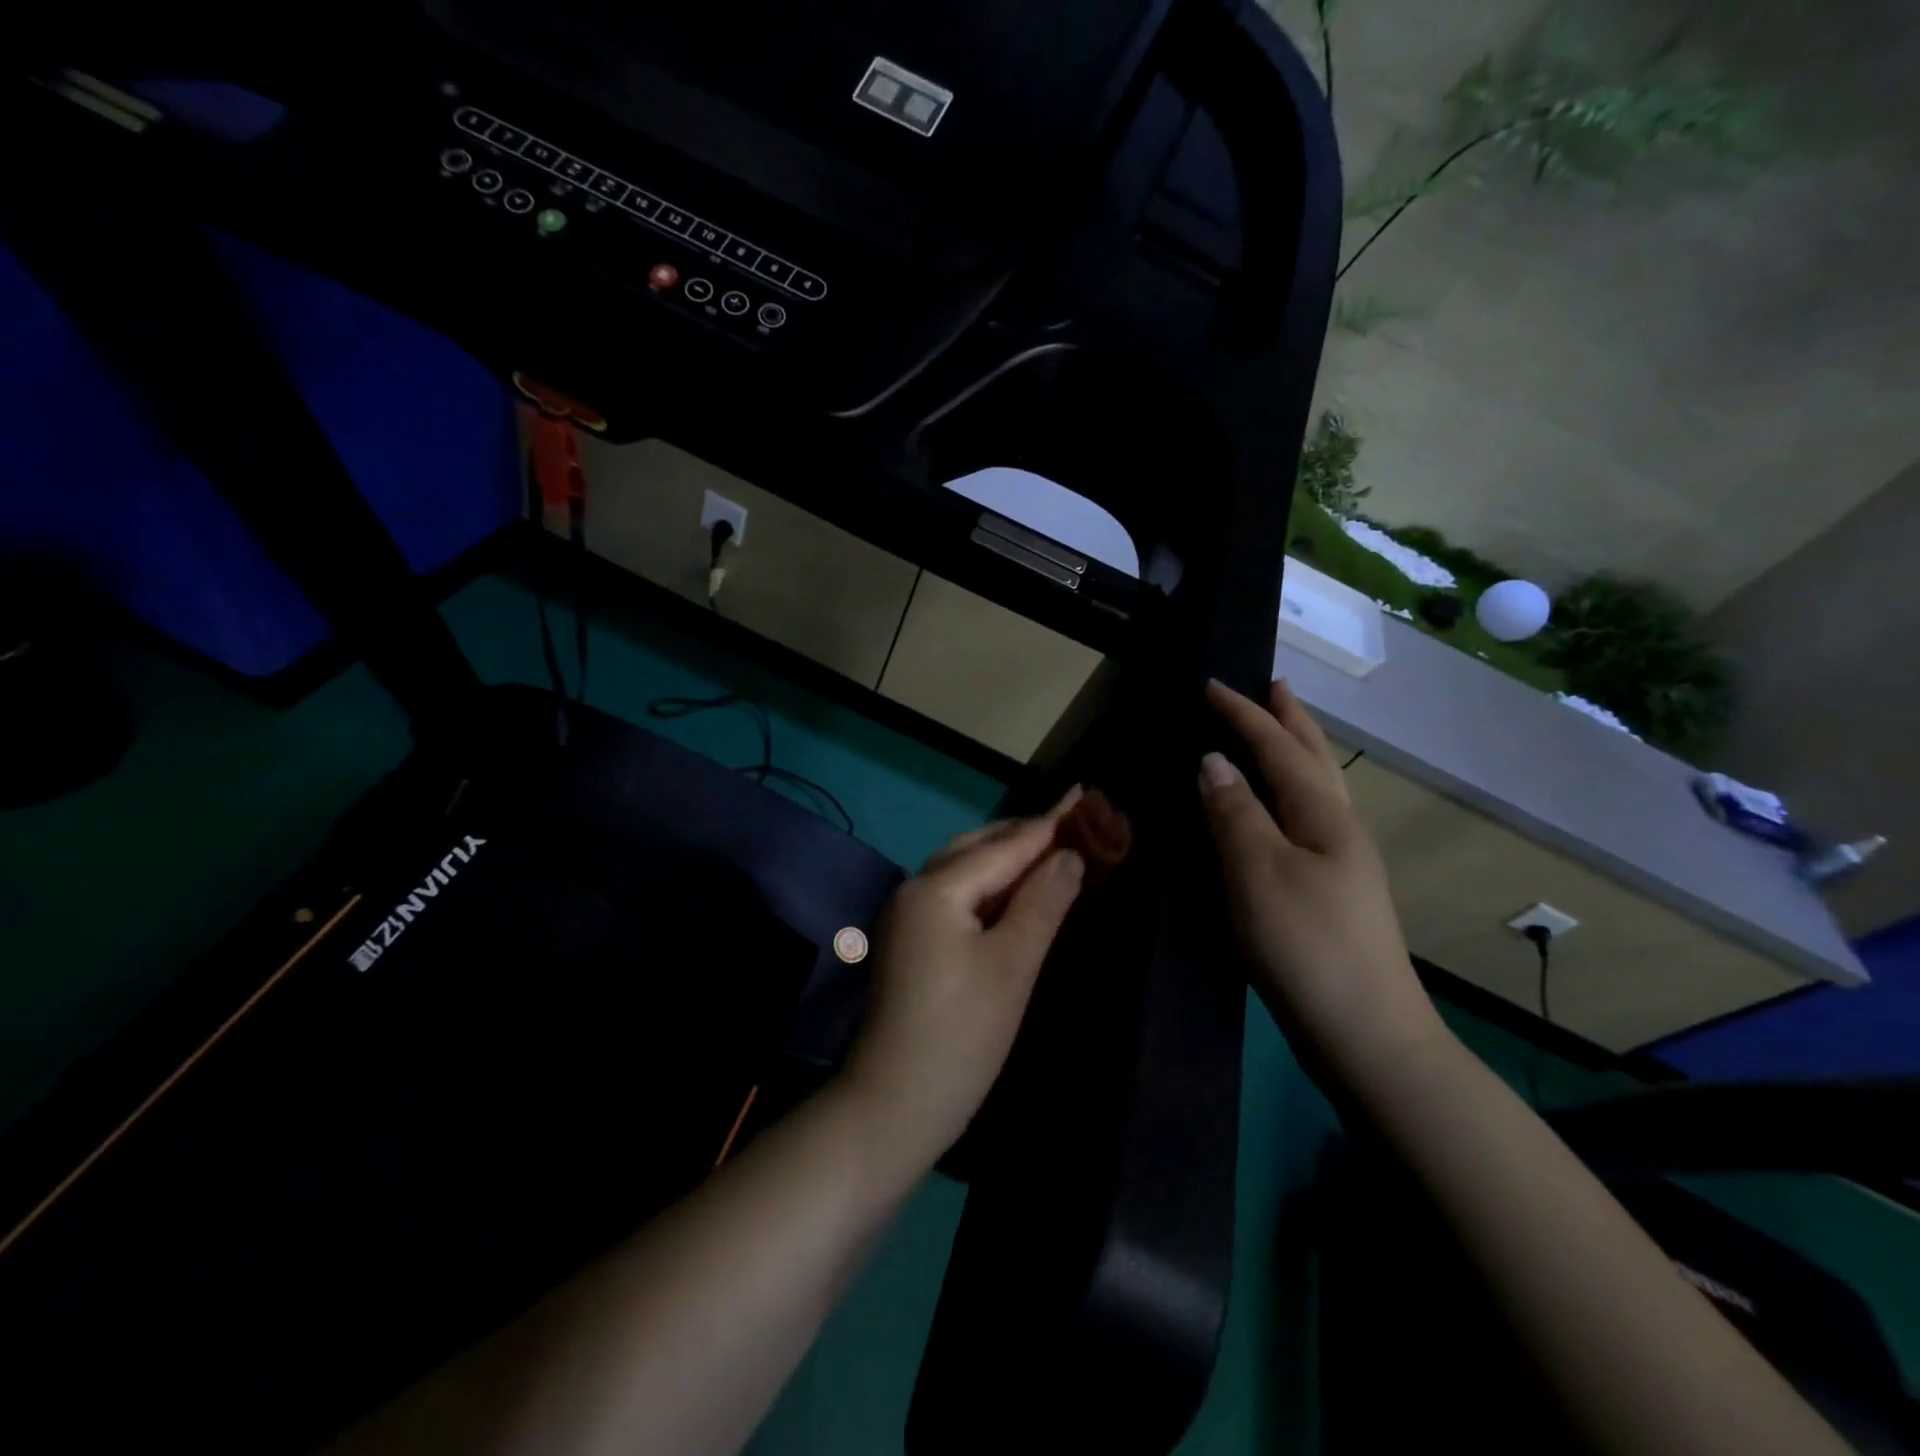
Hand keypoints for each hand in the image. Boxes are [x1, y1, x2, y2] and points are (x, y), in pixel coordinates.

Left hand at [838, 792, 1086, 1173]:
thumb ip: (1043, 903)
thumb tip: (1069, 856)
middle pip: (978, 847)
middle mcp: (915, 890)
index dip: (1050, 823)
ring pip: (964, 869)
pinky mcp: (910, 941)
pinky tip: (1012, 892)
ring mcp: (907, 916)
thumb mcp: (1013, 966)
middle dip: (1026, 834)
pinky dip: (988, 885)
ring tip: (1050, 849)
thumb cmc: (962, 1036)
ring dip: (1006, 857)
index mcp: (937, 888)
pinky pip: (955, 894)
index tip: (1085, 793)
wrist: (892, 1107)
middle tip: (1075, 822)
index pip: (1006, 846)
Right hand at [1198, 679, 1445, 1081]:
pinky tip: (1277, 807)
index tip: (1211, 683)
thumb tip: (1214, 761)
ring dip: (1296, 751)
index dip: (1244, 714)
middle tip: (1272, 685)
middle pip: (1313, 758)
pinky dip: (1289, 791)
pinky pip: (1306, 817)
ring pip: (1316, 787)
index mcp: (1322, 815)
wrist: (1366, 1033)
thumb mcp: (1258, 872)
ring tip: (1278, 731)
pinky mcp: (1332, 890)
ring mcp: (1341, 861)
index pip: (1278, 747)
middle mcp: (1339, 828)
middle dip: (1290, 719)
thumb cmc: (1306, 945)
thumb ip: (1234, 812)